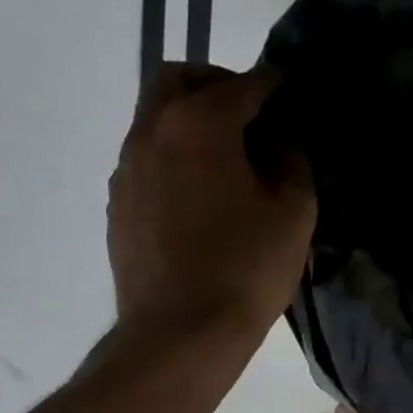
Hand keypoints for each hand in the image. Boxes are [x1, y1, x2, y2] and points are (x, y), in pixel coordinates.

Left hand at [107, 63, 314, 332]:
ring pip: (155, 119)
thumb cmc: (247, 268)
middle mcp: (152, 132)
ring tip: (227, 160)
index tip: (288, 90)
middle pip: (177, 80)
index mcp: (199, 124)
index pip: (241, 85)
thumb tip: (279, 139)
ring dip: (191, 122)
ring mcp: (126, 169)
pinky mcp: (118, 204)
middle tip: (249, 113)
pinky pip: (147, 159)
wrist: (181, 333)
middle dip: (216, 84)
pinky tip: (201, 197)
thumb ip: (292, 160)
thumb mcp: (294, 211)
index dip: (271, 84)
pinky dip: (174, 158)